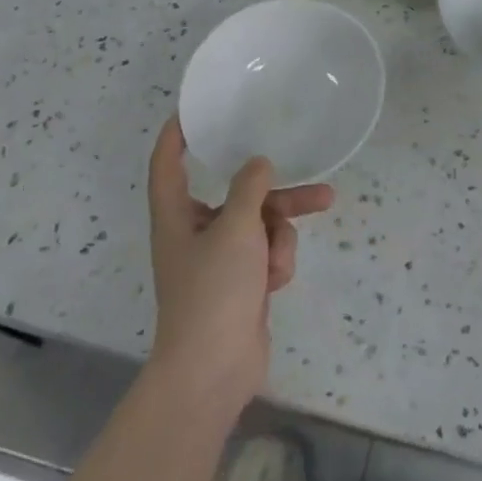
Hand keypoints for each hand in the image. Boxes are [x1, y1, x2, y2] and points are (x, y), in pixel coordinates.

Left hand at [145, 117, 334, 420]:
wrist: (213, 372)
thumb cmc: (213, 291)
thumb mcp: (236, 228)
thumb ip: (250, 188)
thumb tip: (257, 164)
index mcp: (177, 216)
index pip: (167, 163)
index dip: (176, 134)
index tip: (194, 109)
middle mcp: (196, 232)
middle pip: (238, 194)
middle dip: (276, 193)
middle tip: (314, 182)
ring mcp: (220, 260)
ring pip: (261, 223)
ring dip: (280, 233)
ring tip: (291, 249)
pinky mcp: (241, 283)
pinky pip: (267, 253)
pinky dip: (276, 263)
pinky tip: (273, 284)